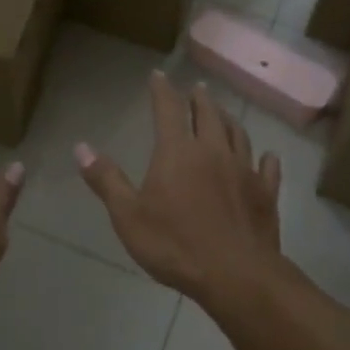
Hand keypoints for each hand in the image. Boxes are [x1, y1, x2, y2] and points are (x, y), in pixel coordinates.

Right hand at [75, 71, 283, 305]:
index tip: (159, 75)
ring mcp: (244, 170)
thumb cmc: (175, 245)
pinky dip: (265, 158)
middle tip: (197, 88)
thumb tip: (81, 147)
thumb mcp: (128, 216)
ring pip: (238, 134)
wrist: (235, 275)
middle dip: (200, 99)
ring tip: (224, 113)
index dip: (162, 90)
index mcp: (177, 152)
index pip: (168, 109)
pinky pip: (268, 168)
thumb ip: (106, 180)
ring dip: (229, 119)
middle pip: (208, 114)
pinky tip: (267, 156)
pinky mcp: (265, 193)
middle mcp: (213, 151)